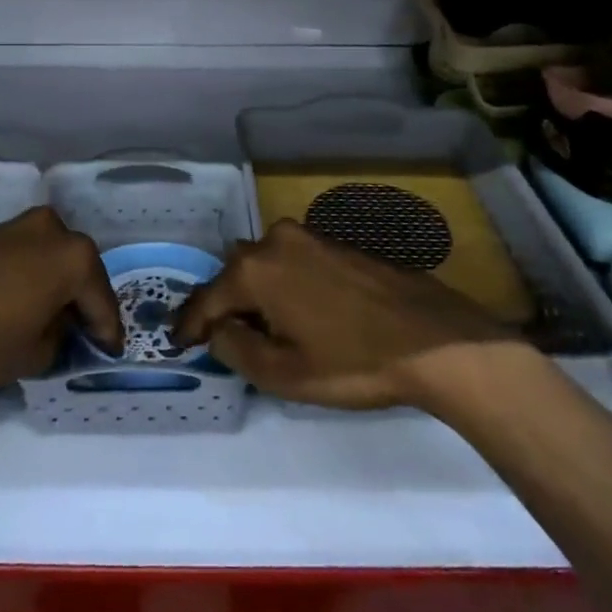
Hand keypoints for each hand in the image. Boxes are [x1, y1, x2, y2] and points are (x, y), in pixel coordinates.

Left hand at [0, 207, 122, 392]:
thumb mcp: (33, 355)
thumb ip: (59, 341)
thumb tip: (56, 329)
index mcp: (75, 256)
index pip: (101, 302)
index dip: (106, 333)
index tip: (108, 354)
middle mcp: (54, 230)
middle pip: (80, 274)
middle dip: (82, 304)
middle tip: (83, 338)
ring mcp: (19, 226)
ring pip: (52, 263)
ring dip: (56, 290)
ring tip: (51, 324)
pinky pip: (27, 259)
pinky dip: (32, 281)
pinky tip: (23, 307)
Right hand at [172, 219, 513, 409]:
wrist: (433, 338)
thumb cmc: (353, 362)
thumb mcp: (284, 374)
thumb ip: (237, 349)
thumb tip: (219, 330)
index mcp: (256, 269)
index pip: (207, 298)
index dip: (190, 325)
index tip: (179, 343)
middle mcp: (276, 241)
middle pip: (235, 274)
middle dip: (225, 305)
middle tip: (221, 338)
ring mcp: (310, 236)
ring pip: (266, 264)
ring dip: (257, 293)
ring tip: (261, 328)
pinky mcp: (337, 242)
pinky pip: (294, 261)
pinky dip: (284, 284)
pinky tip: (298, 311)